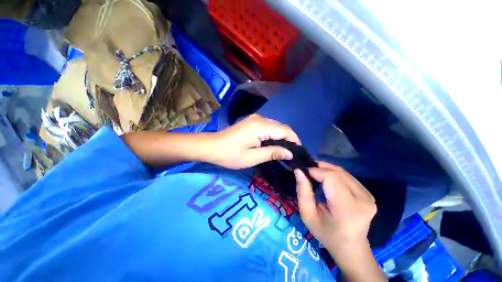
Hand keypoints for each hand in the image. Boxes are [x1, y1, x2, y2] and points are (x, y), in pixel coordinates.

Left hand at [208, 114, 300, 168]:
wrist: (212, 146)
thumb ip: (273, 153)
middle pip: (281, 127)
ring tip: (285, 151)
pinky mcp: (252, 122)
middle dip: (289, 139)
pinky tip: (274, 144)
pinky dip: (274, 135)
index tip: (298, 152)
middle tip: (292, 154)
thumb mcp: (253, 157)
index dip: (294, 140)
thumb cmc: (231, 154)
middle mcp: (260, 119)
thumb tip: (290, 153)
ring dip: (282, 137)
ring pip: (275, 126)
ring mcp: (255, 119)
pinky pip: (268, 127)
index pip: (285, 130)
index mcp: (261, 126)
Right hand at [294, 161, 376, 258]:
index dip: (315, 171)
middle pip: (337, 172)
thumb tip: (298, 171)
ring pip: (342, 172)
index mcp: (347, 208)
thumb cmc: (326, 234)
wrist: (351, 248)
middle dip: (319, 168)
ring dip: (326, 169)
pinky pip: (348, 177)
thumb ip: (303, 191)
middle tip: (307, 172)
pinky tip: (327, 179)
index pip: (331, 177)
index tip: (303, 172)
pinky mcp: (369, 194)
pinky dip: (334, 174)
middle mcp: (362, 199)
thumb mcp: (308, 215)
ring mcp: (368, 196)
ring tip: (315, 174)